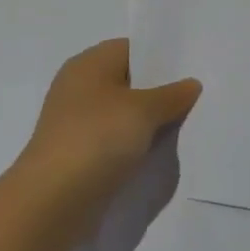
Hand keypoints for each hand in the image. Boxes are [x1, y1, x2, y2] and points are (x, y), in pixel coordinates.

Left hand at [16, 39, 201, 211]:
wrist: (52, 201)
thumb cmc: (97, 139)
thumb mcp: (143, 111)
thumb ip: (171, 95)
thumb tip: (191, 84)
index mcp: (89, 64)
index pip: (132, 49)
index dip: (162, 57)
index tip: (192, 69)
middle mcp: (79, 87)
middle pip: (129, 81)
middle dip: (159, 91)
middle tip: (197, 98)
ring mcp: (77, 122)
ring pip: (123, 114)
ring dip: (148, 122)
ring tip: (185, 126)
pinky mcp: (79, 154)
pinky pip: (114, 140)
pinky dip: (134, 145)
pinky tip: (158, 153)